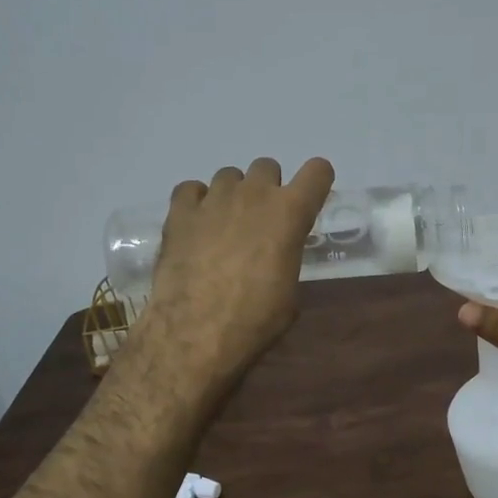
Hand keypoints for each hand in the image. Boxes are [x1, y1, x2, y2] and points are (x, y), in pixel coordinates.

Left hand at [129, 157, 335, 394]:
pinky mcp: (180, 211)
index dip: (316, 182)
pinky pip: (191, 190)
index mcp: (290, 212)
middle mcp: (254, 194)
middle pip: (267, 167)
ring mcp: (214, 198)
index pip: (317, 171)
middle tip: (261, 220)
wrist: (196, 330)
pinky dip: (196, 202)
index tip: (310, 199)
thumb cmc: (256, 318)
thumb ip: (287, 256)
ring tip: (224, 226)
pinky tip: (196, 225)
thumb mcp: (290, 290)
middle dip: (268, 188)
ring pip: (228, 176)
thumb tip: (277, 254)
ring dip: (232, 194)